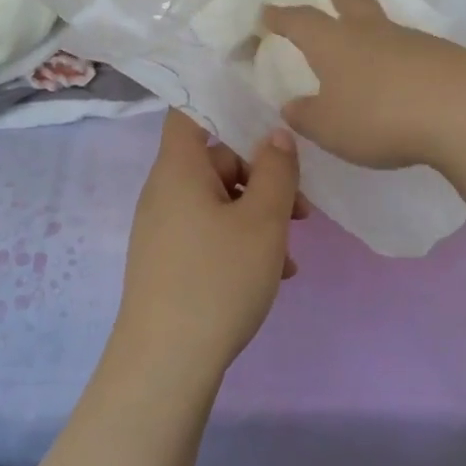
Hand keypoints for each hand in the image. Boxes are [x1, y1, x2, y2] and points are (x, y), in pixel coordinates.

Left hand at [113, 112, 306, 380]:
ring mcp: (163, 229)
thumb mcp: (263, 221)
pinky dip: (241, 242)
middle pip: (216, 161)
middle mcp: (164, 192)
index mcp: (179, 169)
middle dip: (263, 178)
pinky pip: (209, 233)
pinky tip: (273, 275)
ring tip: (291, 252)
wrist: (167, 362)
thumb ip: (276, 170)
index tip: (266, 113)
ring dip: (259, 217)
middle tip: (302, 210)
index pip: (190, 112)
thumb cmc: (218, 279)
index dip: (224, 103)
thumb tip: (276, 134)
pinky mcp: (168, 261)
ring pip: (219, 202)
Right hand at [262, 0, 465, 170]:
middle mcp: (371, 33)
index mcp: (335, 44)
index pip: (301, 23)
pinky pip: (412, 50)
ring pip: (384, 24)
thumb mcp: (330, 127)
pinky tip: (404, 69)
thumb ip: (307, 116)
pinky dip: (401, 54)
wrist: (461, 111)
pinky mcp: (443, 58)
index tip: (267, 11)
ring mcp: (411, 42)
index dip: (282, 17)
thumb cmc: (379, 116)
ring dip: (372, 20)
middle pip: (352, 2)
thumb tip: (292, 105)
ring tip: (368, 27)